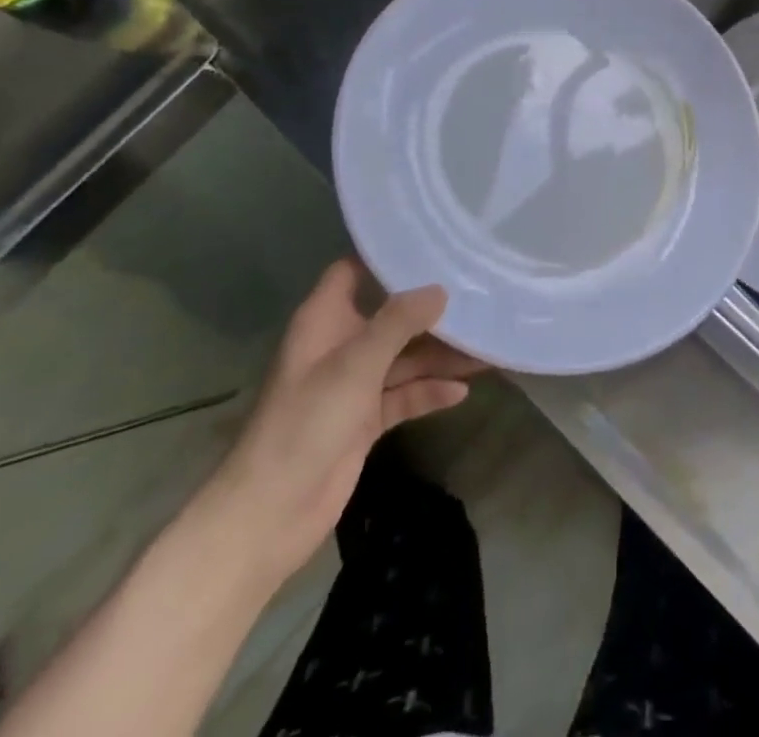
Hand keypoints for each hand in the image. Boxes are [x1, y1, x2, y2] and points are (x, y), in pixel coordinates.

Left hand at [194, 260, 483, 587]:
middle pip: (391, 316)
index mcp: (325, 320)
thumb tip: (440, 289)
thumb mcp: (356, 364)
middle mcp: (340, 345)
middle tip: (478, 294)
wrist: (272, 513)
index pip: (354, 271)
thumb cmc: (307, 422)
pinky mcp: (365, 419)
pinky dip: (429, 392)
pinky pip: (404, 395)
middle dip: (431, 310)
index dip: (387, 257)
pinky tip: (462, 391)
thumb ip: (400, 322)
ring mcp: (353, 384)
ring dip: (440, 355)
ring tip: (486, 346)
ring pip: (404, 357)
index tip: (434, 245)